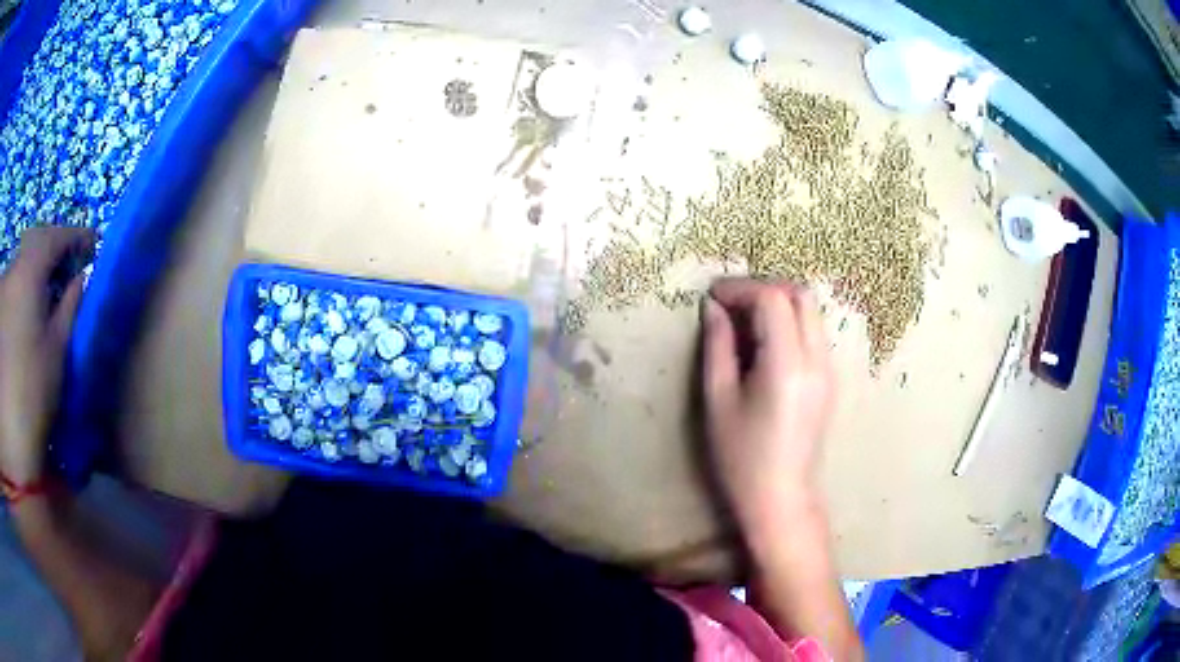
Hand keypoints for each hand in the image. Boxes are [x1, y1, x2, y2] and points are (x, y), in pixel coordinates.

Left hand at [0, 227, 93, 484]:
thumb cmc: (34, 392)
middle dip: (49, 250)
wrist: (12, 439)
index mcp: (27, 273)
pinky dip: (18, 291)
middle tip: (65, 264)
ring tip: (42, 293)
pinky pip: (9, 288)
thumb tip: (81, 277)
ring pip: (18, 268)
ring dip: (31, 273)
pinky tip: (23, 313)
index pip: (53, 237)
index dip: (74, 236)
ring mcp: (1, 295)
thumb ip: (69, 305)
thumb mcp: (57, 349)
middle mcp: (10, 273)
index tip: (92, 243)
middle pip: (31, 245)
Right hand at [700, 278, 834, 531]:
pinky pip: (813, 332)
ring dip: (777, 303)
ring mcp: (828, 368)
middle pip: (800, 295)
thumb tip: (714, 308)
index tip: (712, 297)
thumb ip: (717, 347)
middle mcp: (817, 360)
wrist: (781, 496)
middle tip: (730, 304)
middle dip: (763, 287)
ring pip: (810, 310)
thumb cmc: (742, 457)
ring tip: (742, 321)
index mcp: (787, 365)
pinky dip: (788, 322)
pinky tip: (762, 343)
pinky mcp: (829, 378)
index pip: (773, 299)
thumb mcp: (719, 401)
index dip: (741, 288)